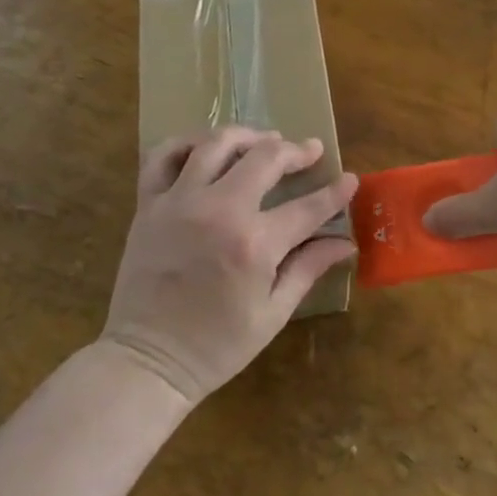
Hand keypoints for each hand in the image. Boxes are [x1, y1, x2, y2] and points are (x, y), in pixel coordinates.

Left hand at [101, 127, 358, 402]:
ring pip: (217, 144)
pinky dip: (186, 143)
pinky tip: (205, 148)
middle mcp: (219, 211)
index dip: (335, 192)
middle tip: (310, 151)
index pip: (308, 207)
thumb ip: (308, 269)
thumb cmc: (216, 346)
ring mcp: (179, 202)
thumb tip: (345, 243)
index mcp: (255, 244)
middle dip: (296, 151)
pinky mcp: (149, 205)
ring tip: (265, 140)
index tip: (349, 179)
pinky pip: (163, 156)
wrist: (147, 360)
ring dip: (248, 136)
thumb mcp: (273, 313)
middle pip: (266, 158)